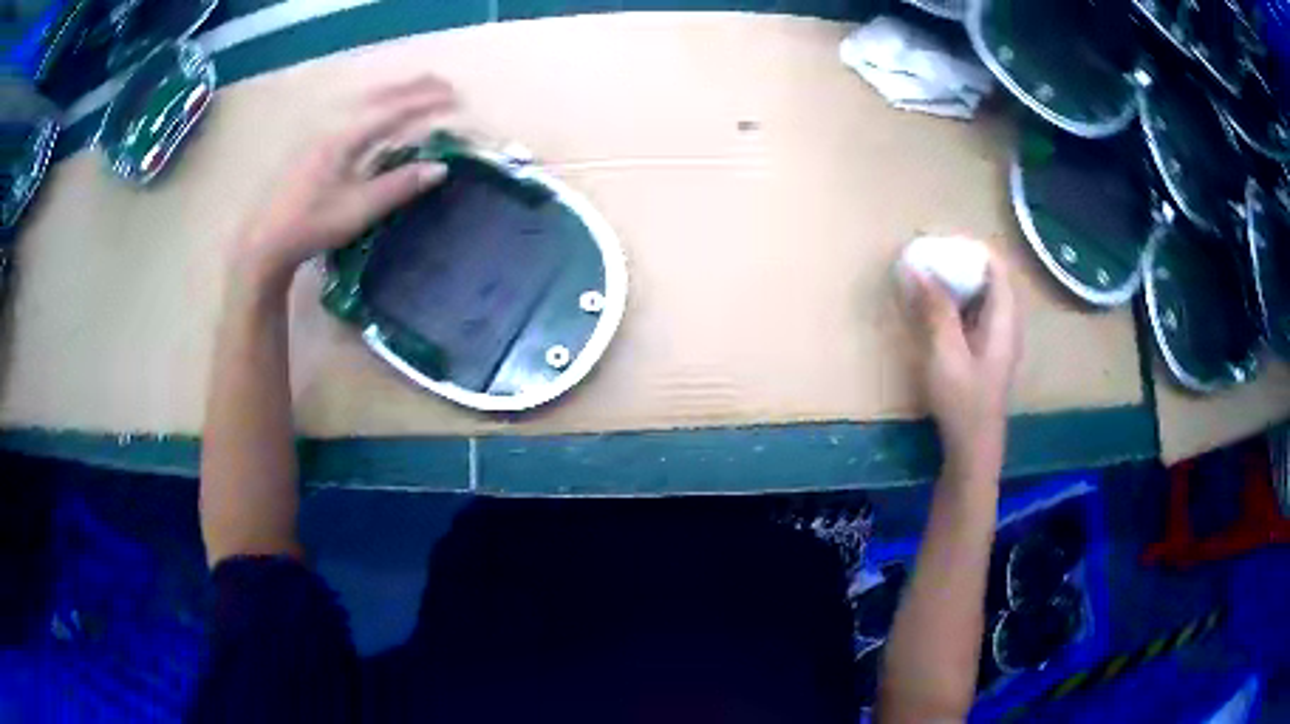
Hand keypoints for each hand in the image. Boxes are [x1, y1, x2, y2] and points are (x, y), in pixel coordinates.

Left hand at [231, 74, 455, 292]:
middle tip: (444, 85)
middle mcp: (333, 127)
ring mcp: (320, 135)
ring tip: (418, 90)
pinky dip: (376, 107)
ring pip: (364, 103)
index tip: (455, 98)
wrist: (266, 240)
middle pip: (379, 98)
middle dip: (413, 89)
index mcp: (345, 138)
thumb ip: (399, 186)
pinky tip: (379, 115)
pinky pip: (353, 114)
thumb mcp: (359, 209)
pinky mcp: (313, 147)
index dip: (425, 103)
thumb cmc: (312, 225)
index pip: (393, 111)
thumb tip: (440, 167)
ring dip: (394, 94)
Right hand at [905, 253, 1021, 477]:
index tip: (941, 241)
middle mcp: (1007, 323)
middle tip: (930, 256)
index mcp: (1004, 318)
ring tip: (929, 275)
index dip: (971, 247)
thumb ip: (935, 308)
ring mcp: (999, 339)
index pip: (997, 265)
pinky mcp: (987, 352)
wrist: (974, 448)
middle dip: (961, 261)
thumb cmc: (963, 401)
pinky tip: (937, 309)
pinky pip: (976, 313)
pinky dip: (958, 302)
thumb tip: (917, 265)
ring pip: (983, 295)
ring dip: (959, 281)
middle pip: (990, 277)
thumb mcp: (945, 352)